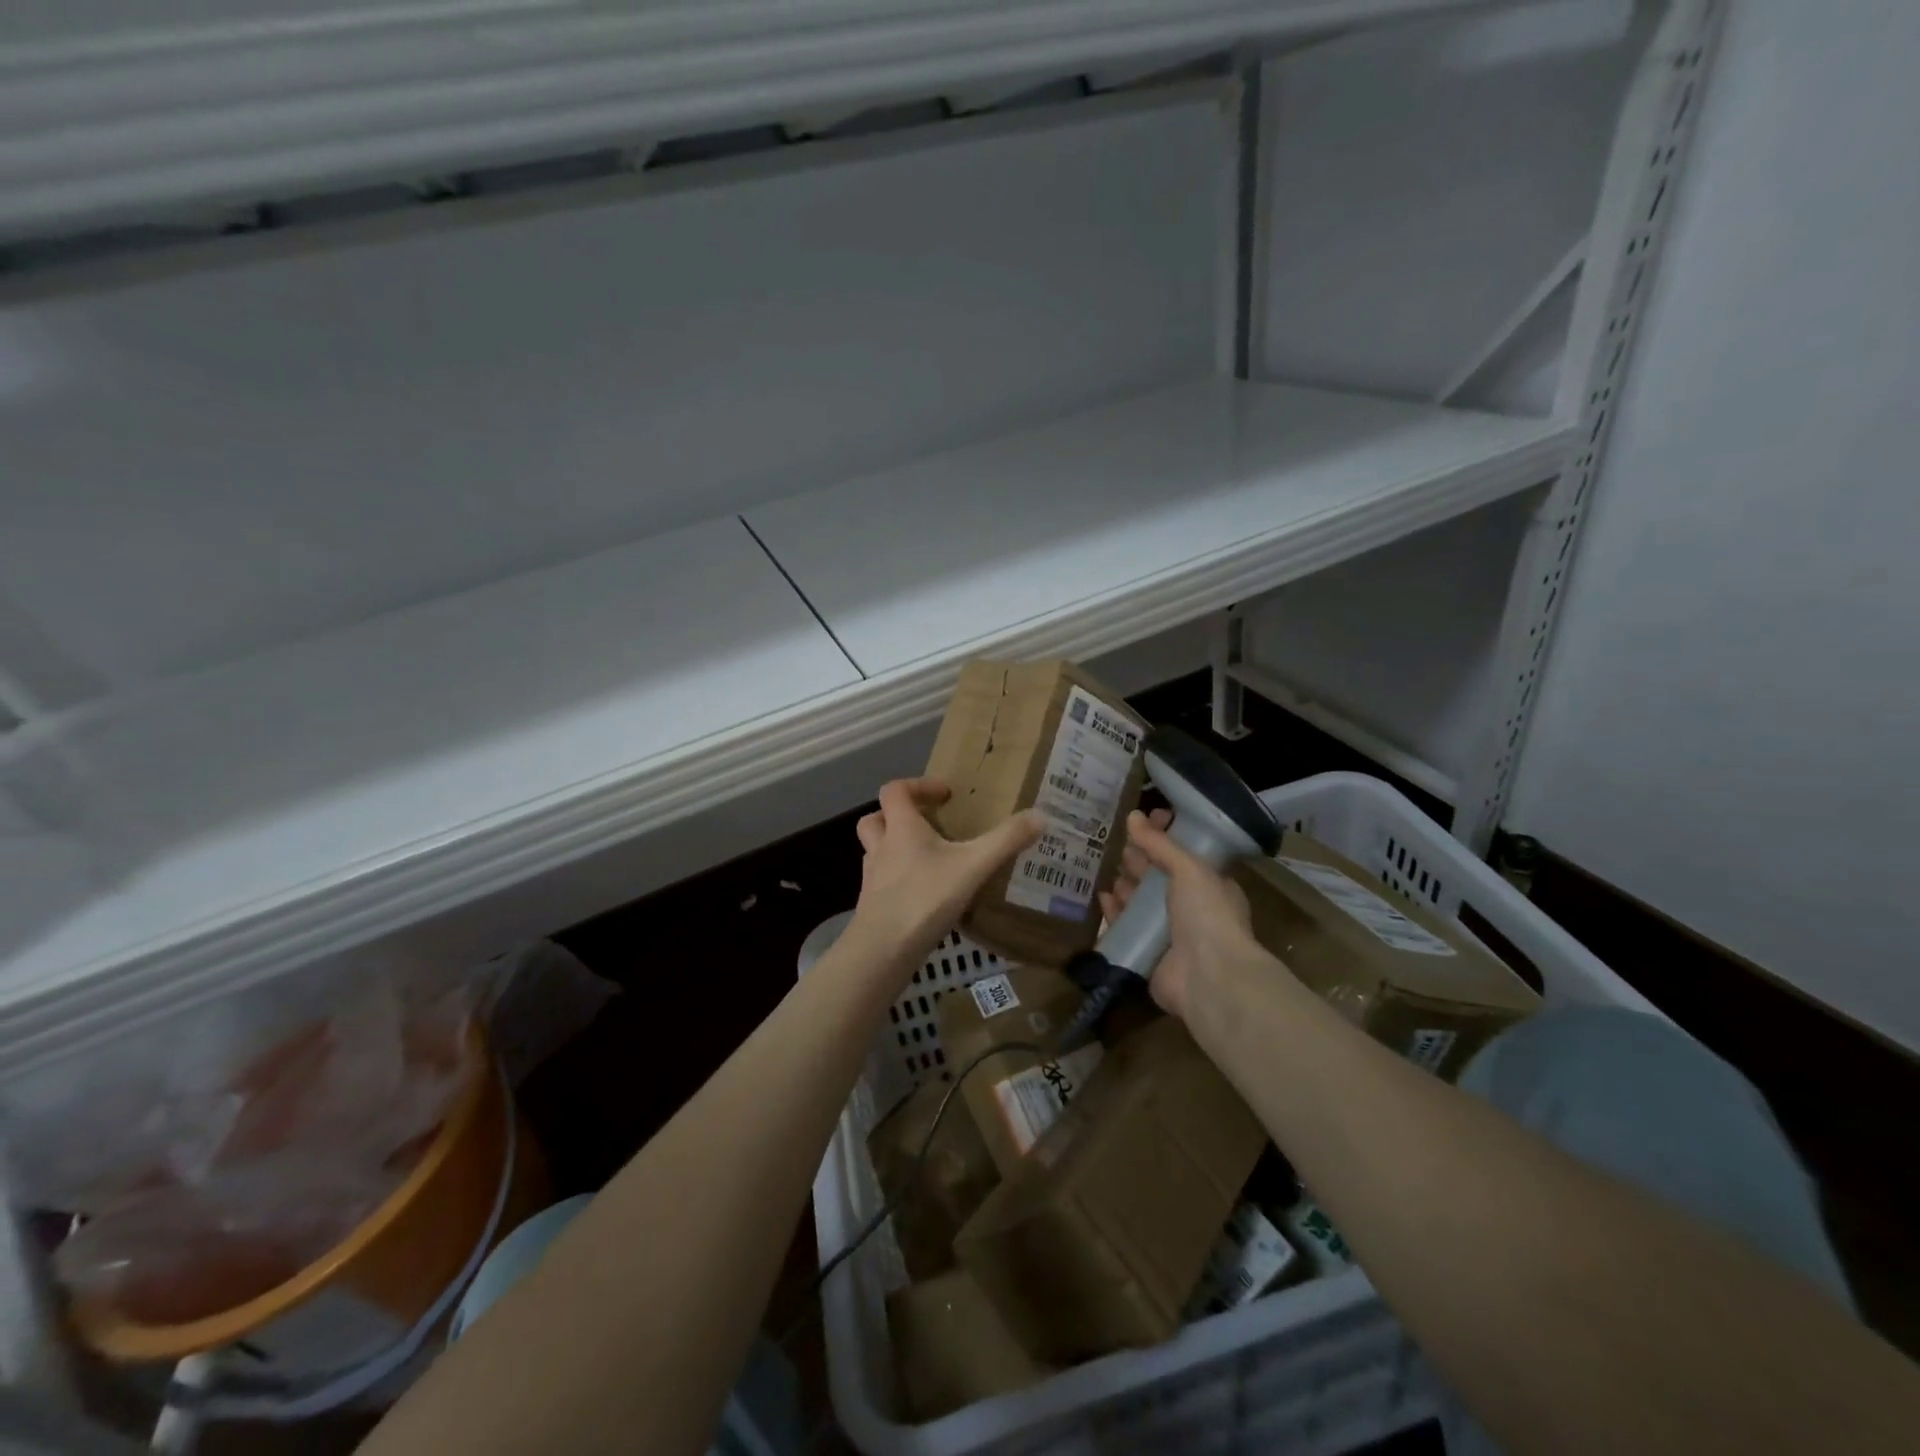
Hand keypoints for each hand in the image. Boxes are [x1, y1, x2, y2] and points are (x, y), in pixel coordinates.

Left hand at [846, 778, 1044, 973]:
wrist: (883, 949)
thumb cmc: (925, 897)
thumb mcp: (974, 866)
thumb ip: (1006, 840)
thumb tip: (1040, 815)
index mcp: (901, 828)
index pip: (895, 790)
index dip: (917, 785)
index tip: (945, 794)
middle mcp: (881, 847)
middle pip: (875, 819)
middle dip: (896, 816)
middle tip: (925, 824)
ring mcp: (872, 878)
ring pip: (875, 851)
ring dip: (894, 848)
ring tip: (926, 859)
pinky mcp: (872, 906)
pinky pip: (882, 882)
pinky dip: (898, 881)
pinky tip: (923, 896)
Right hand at [1100, 808, 1263, 1019]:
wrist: (1208, 977)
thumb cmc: (1207, 914)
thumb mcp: (1189, 869)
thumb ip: (1160, 844)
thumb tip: (1133, 815)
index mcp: (1210, 885)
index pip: (1183, 854)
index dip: (1164, 836)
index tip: (1142, 820)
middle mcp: (1190, 908)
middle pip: (1159, 878)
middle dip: (1140, 861)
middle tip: (1117, 841)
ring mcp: (1169, 933)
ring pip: (1141, 903)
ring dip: (1125, 885)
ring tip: (1105, 865)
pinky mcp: (1147, 953)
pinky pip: (1127, 928)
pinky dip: (1114, 912)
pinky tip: (1102, 898)